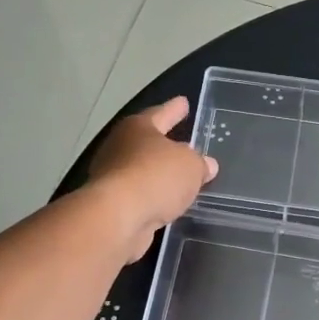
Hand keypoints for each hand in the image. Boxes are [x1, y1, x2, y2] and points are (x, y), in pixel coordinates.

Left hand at [87, 97, 217, 261]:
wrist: (117, 217)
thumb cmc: (156, 177)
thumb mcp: (190, 166)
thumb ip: (200, 163)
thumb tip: (206, 165)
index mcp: (138, 128)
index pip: (161, 114)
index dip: (174, 109)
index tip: (183, 102)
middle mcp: (120, 147)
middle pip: (147, 142)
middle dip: (165, 144)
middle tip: (184, 145)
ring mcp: (111, 176)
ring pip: (142, 170)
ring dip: (159, 174)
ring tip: (179, 179)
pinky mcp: (112, 204)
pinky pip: (139, 195)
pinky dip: (152, 197)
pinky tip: (166, 203)